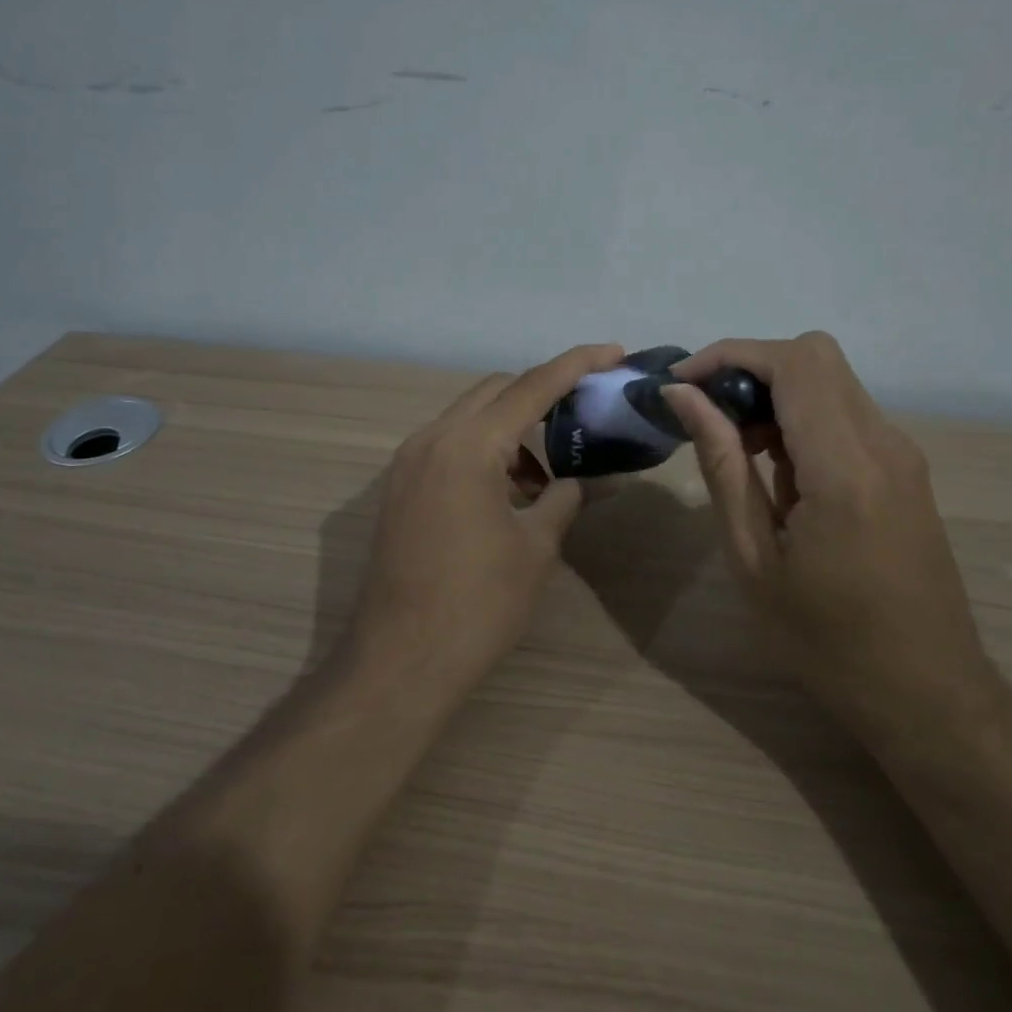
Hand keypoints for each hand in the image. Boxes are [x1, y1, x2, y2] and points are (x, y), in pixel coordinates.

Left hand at [355, 343, 625, 695]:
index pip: (531, 386)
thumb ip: (567, 498)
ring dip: (511, 429)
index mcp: (468, 445)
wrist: (401, 660)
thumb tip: (597, 479)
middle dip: (542, 394)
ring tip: (547, 475)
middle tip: (585, 413)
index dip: (576, 364)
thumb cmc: (478, 603)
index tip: (613, 351)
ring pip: (469, 419)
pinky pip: (448, 447)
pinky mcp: (399, 489)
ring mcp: (407, 464)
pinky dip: (483, 452)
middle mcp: (431, 439)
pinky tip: (509, 492)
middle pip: (495, 392)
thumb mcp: (536, 547)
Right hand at [663, 333, 998, 739]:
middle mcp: (884, 444)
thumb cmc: (826, 642)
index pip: (794, 363)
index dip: (730, 356)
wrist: (928, 694)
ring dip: (775, 395)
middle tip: (708, 418)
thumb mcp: (755, 559)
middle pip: (816, 357)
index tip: (682, 385)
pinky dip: (801, 419)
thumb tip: (683, 398)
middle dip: (750, 369)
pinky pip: (846, 415)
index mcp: (845, 468)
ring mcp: (902, 455)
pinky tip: (777, 474)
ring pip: (831, 381)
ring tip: (736, 451)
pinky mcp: (905, 470)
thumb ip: (721, 465)